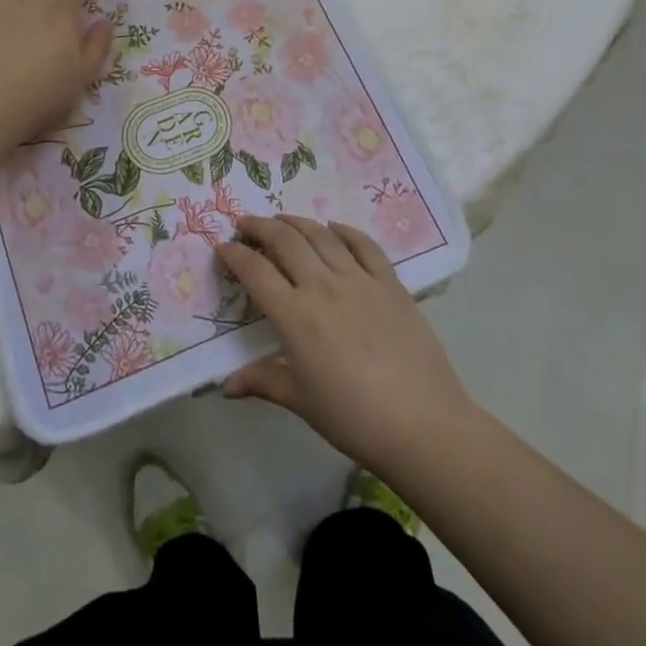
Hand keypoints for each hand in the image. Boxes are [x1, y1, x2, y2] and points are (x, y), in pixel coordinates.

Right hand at [217, 215, 475, 475]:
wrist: (424, 425)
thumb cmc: (353, 417)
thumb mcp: (301, 401)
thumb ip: (262, 381)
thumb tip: (226, 386)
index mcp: (295, 315)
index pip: (255, 271)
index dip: (234, 255)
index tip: (222, 248)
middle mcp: (323, 286)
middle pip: (284, 240)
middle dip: (259, 227)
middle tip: (245, 225)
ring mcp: (360, 280)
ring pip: (321, 236)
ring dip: (296, 222)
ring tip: (282, 219)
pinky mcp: (391, 284)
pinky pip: (364, 246)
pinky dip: (345, 231)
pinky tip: (334, 228)